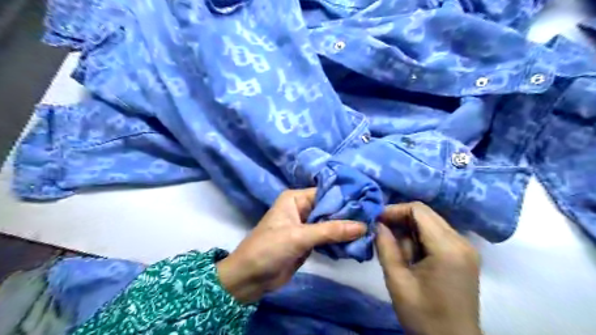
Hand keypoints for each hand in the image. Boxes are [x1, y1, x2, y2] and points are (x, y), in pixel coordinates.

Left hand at [217, 189, 365, 302]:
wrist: (249, 278)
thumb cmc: (269, 249)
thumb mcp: (299, 237)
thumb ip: (331, 230)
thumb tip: (363, 225)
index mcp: (295, 199)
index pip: (326, 193)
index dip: (346, 198)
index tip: (369, 203)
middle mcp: (302, 209)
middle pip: (330, 208)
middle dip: (349, 214)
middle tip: (374, 218)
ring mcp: (306, 226)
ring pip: (330, 223)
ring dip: (346, 228)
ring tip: (370, 229)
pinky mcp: (308, 242)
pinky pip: (328, 237)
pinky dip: (340, 240)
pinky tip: (357, 242)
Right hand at [373, 202, 480, 334]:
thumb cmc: (424, 316)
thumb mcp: (397, 281)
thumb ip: (385, 247)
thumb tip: (377, 223)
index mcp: (447, 248)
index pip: (418, 210)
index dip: (394, 210)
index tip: (376, 221)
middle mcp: (461, 242)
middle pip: (425, 214)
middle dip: (400, 219)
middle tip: (382, 234)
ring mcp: (465, 248)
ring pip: (430, 223)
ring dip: (409, 231)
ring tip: (399, 253)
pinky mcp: (464, 255)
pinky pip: (436, 234)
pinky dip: (419, 239)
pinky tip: (411, 256)